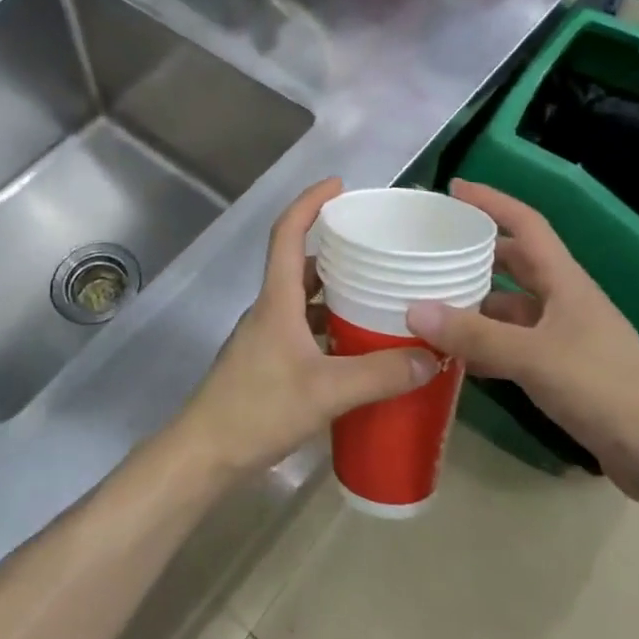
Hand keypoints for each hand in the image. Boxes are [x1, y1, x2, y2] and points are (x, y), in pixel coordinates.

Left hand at [178, 179, 439, 477]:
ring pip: (303, 299)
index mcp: (277, 299)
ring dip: (334, 292)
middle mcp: (270, 309)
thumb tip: (432, 356)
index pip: (288, 233)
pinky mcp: (268, 361)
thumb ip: (381, 375)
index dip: (309, 202)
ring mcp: (266, 336)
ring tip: (377, 294)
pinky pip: (303, 329)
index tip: (338, 185)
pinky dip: (329, 327)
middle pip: (300, 263)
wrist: (206, 452)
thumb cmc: (259, 408)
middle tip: (375, 247)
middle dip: (335, 248)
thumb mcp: (327, 391)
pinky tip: (357, 347)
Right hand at [405, 181, 638, 502]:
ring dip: (476, 300)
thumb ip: (474, 335)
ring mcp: (563, 334)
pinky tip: (456, 352)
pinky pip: (512, 340)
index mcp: (565, 282)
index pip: (527, 224)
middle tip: (434, 247)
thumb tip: (413, 310)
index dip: (493, 202)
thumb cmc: (602, 388)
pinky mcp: (560, 366)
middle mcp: (563, 300)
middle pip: (515, 261)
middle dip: (476, 250)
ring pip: (510, 304)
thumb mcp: (533, 358)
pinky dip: (484, 340)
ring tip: (432, 298)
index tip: (455, 188)